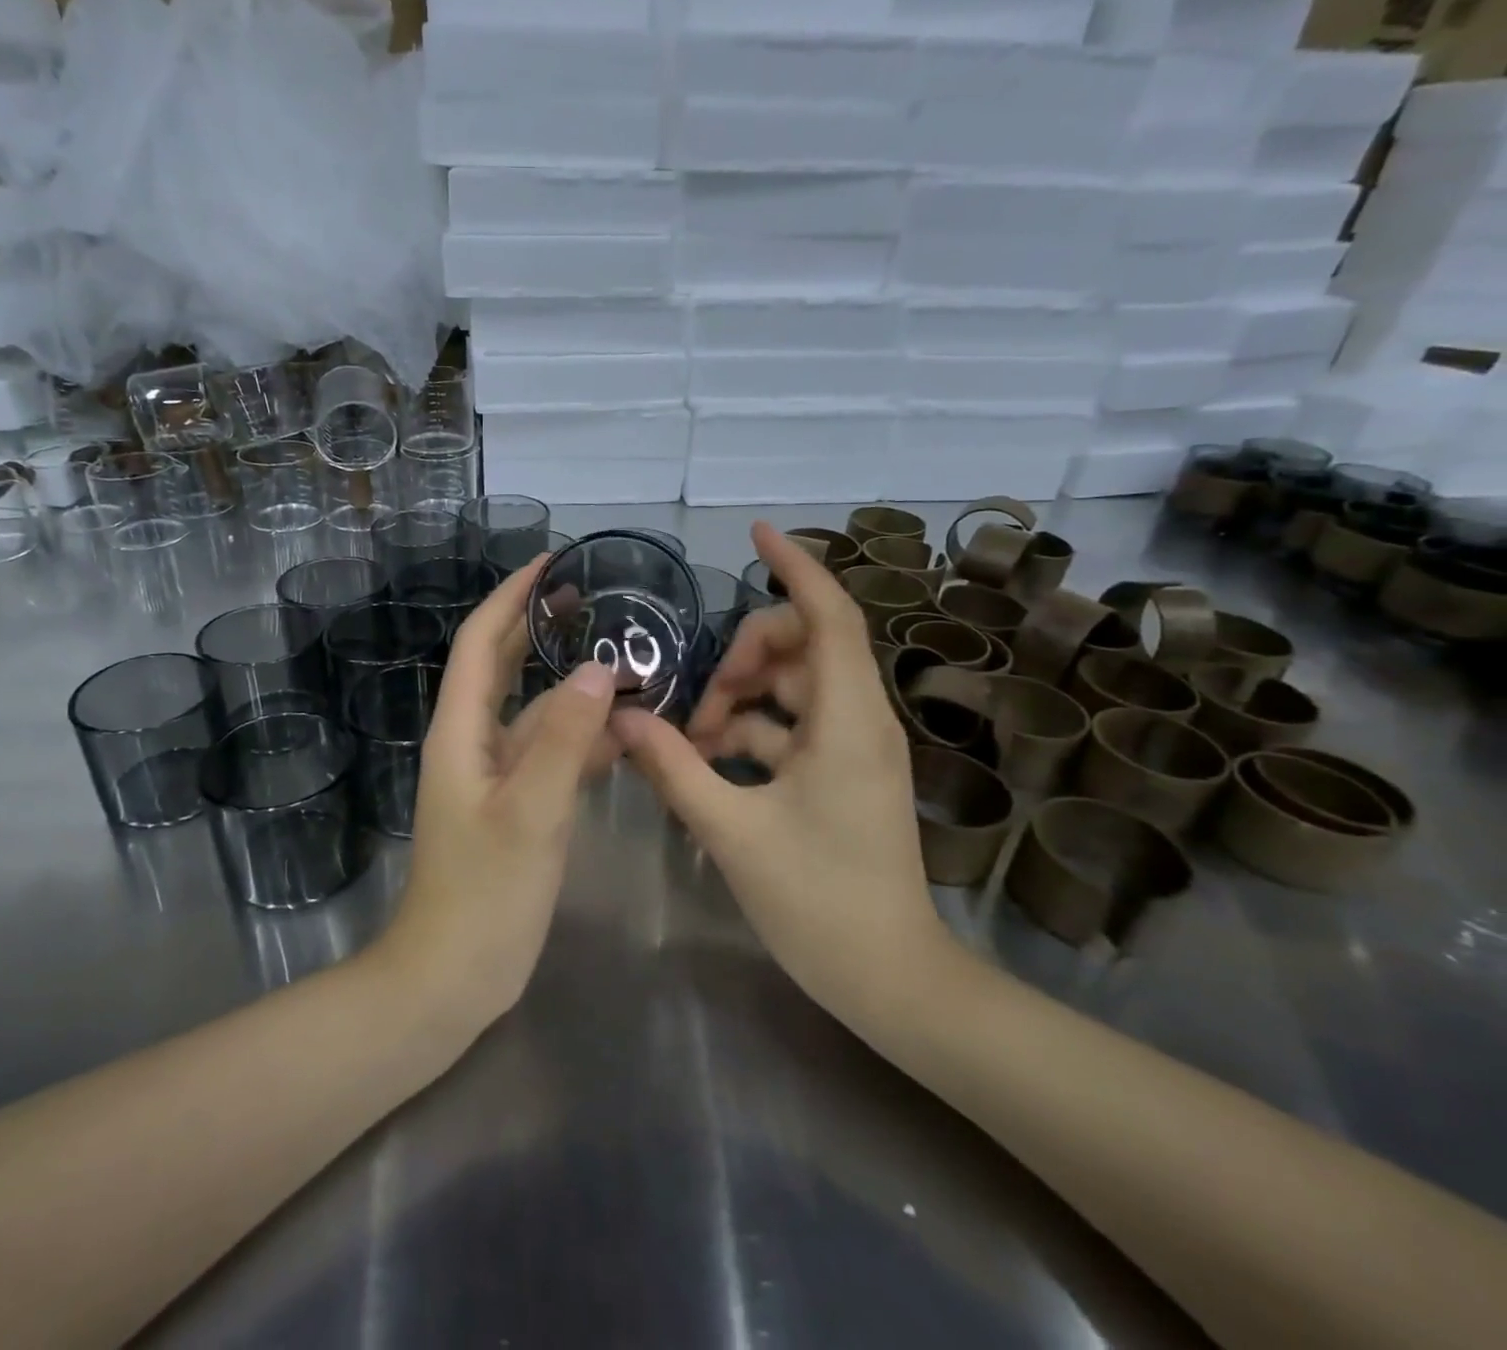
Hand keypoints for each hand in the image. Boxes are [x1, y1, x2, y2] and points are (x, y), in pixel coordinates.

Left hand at [378, 558, 618, 1035]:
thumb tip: (598, 670)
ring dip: (572, 687)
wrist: (452, 975)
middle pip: (503, 667)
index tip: (549, 563)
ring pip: (534, 712)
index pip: (481, 642)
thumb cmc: (484, 894)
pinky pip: (549, 753)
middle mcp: (473, 742)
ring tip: (625, 664)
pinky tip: (622, 734)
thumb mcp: (530, 812)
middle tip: (588, 597)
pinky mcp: (515, 805)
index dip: (510, 597)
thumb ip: (564, 740)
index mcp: (461, 731)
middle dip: (538, 627)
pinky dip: (581, 736)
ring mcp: (494, 775)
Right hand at [610, 523, 953, 1020]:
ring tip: (691, 746)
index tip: (757, 533)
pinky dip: (749, 735)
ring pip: (789, 690)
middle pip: (799, 648)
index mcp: (847, 720)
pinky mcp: (841, 774)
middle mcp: (858, 720)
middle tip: (694, 708)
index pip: (828, 616)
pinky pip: (790, 729)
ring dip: (737, 703)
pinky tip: (708, 768)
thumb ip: (673, 768)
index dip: (795, 566)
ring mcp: (852, 748)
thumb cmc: (818, 902)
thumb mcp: (732, 830)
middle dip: (740, 660)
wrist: (890, 980)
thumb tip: (622, 719)